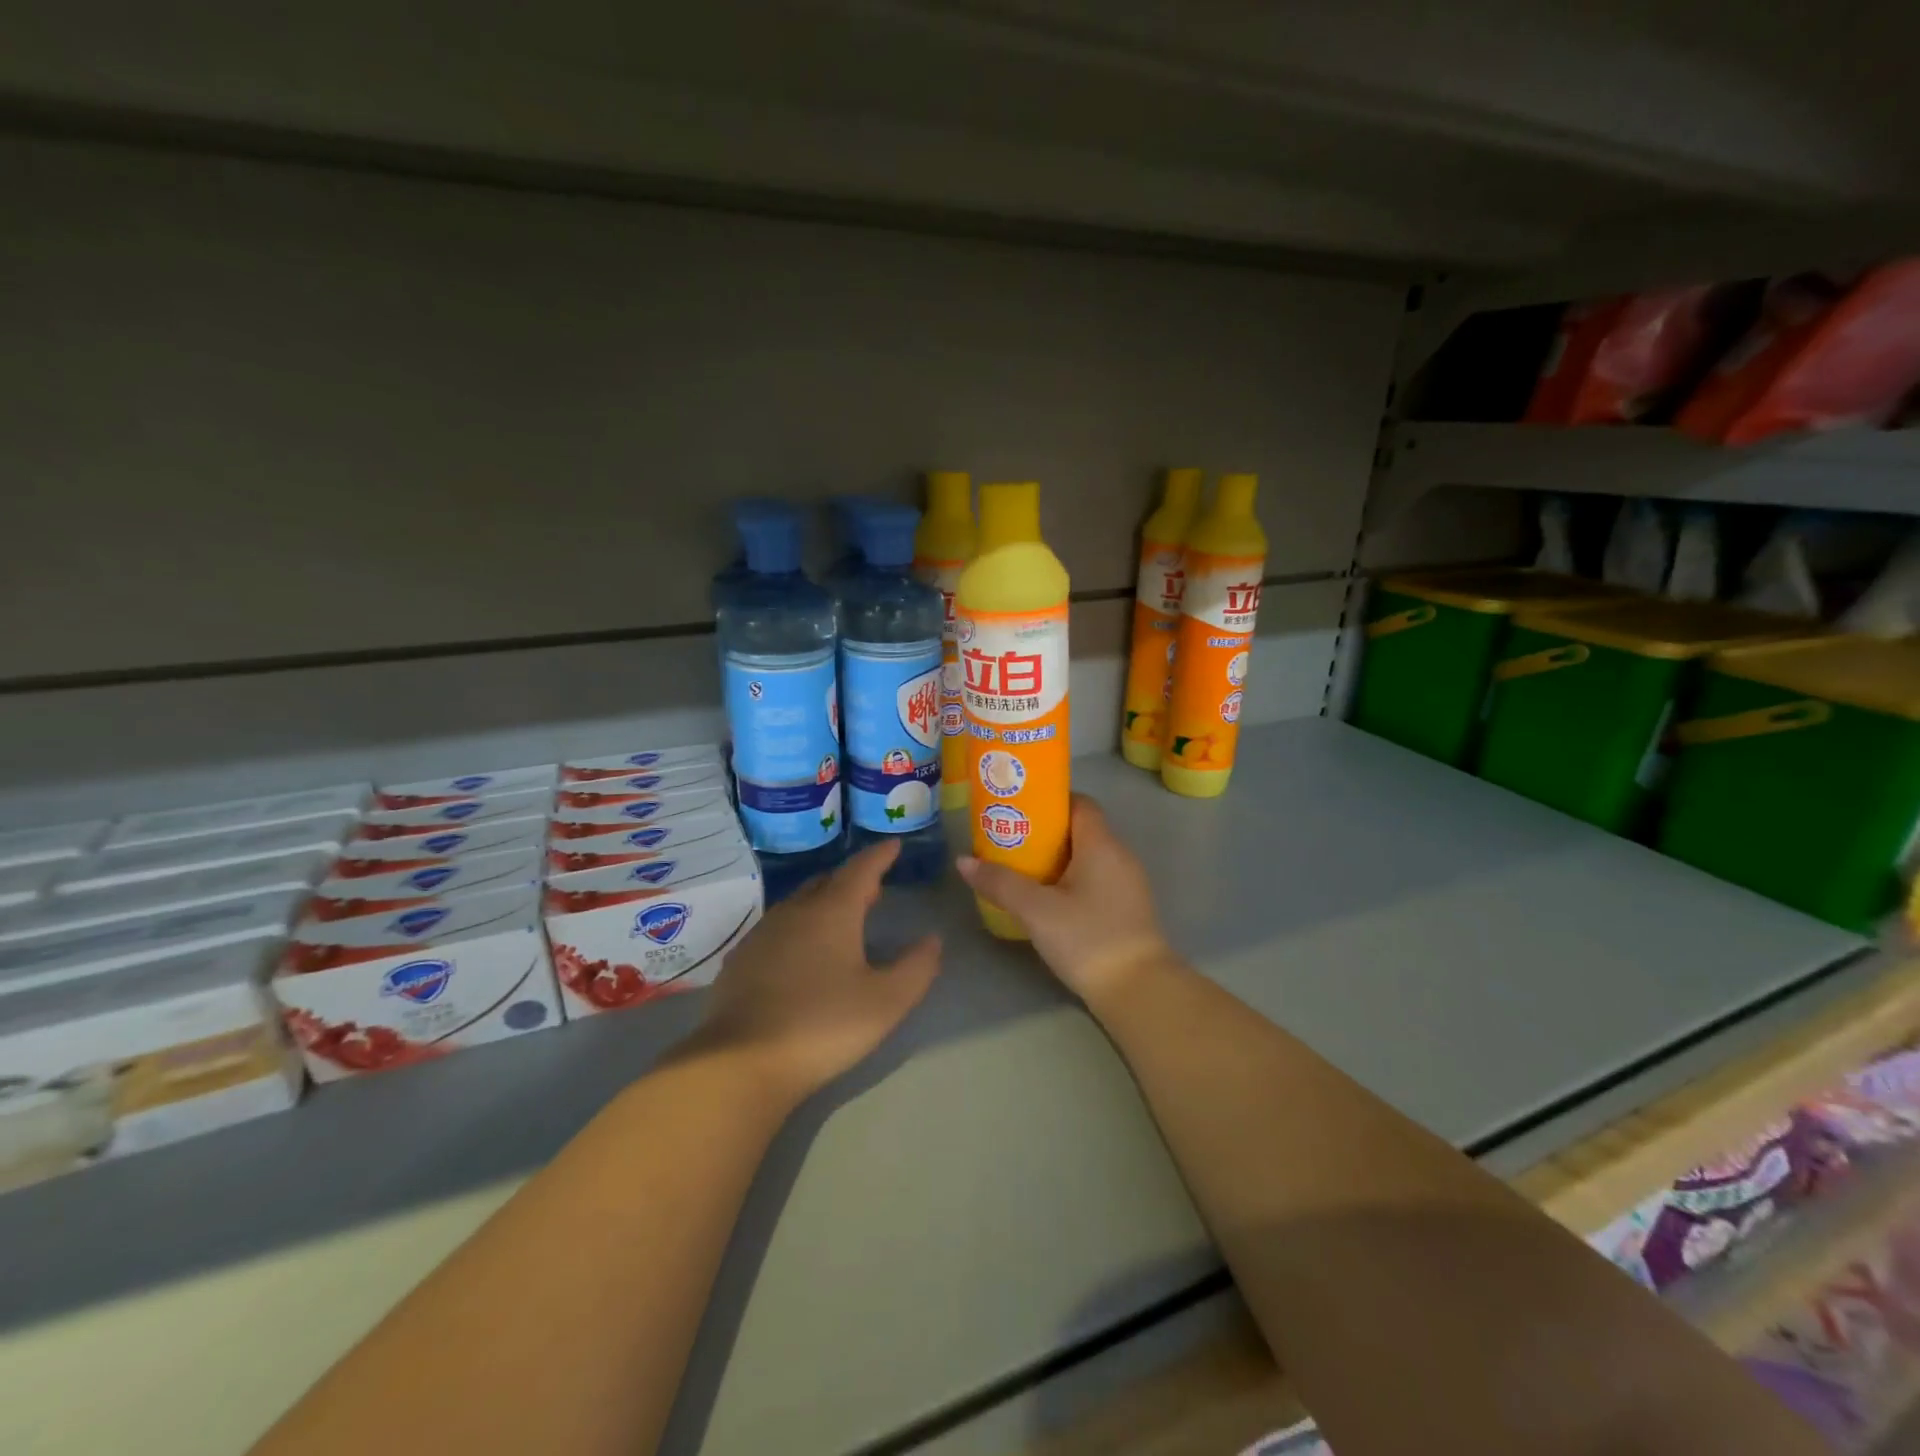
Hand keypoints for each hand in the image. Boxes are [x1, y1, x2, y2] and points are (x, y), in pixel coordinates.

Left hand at [692, 839, 940, 1105]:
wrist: (741, 1062)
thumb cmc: (823, 1025)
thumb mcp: (886, 1002)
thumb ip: (916, 968)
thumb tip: (933, 940)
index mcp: (833, 911)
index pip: (861, 869)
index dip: (880, 856)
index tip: (893, 844)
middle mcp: (795, 911)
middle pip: (828, 882)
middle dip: (853, 880)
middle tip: (872, 887)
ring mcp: (763, 934)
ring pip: (799, 903)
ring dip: (823, 902)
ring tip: (841, 917)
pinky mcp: (740, 960)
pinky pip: (777, 928)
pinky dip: (798, 927)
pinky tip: (800, 952)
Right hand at [956, 795, 1175, 1009]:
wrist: (1138, 990)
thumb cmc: (1087, 938)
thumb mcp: (1036, 910)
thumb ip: (1000, 883)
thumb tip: (963, 862)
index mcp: (1101, 844)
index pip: (1080, 803)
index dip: (1050, 801)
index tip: (1019, 809)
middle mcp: (1119, 855)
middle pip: (1081, 829)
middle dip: (1046, 831)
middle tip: (1011, 840)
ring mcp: (1127, 883)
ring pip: (1088, 856)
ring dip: (1058, 858)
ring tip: (1023, 868)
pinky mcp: (1128, 908)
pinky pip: (1096, 878)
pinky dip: (1071, 879)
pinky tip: (1048, 898)